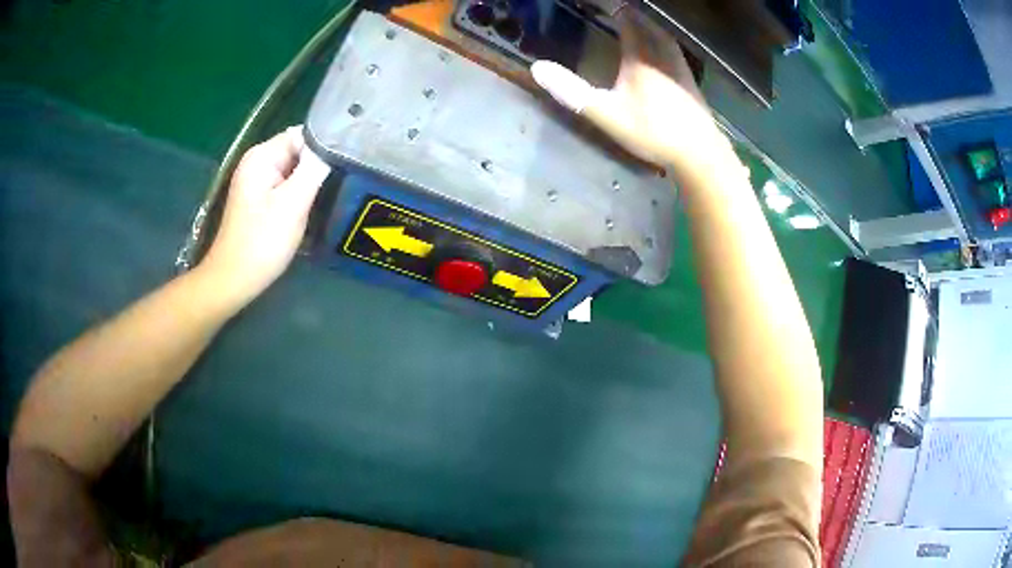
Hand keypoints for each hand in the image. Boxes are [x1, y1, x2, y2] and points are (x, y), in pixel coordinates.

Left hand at [199, 126, 329, 308]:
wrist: (234, 279)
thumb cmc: (262, 241)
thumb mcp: (293, 202)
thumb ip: (314, 168)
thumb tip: (334, 142)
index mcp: (261, 156)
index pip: (302, 135)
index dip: (323, 148)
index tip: (341, 166)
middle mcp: (257, 162)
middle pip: (298, 151)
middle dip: (317, 166)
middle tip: (336, 185)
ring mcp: (257, 181)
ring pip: (295, 170)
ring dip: (310, 182)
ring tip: (325, 197)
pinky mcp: (259, 199)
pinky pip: (287, 185)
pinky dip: (299, 194)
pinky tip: (307, 209)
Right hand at [530, 9, 735, 175]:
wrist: (699, 152)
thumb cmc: (652, 131)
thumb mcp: (606, 114)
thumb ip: (572, 91)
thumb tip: (537, 67)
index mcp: (640, 57)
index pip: (626, 21)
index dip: (613, 10)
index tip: (601, 7)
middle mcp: (662, 54)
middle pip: (646, 24)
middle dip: (631, 15)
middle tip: (617, 12)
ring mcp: (680, 67)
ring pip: (663, 35)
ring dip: (648, 26)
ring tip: (637, 24)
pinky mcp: (690, 80)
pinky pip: (673, 50)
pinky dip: (663, 42)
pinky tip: (661, 52)